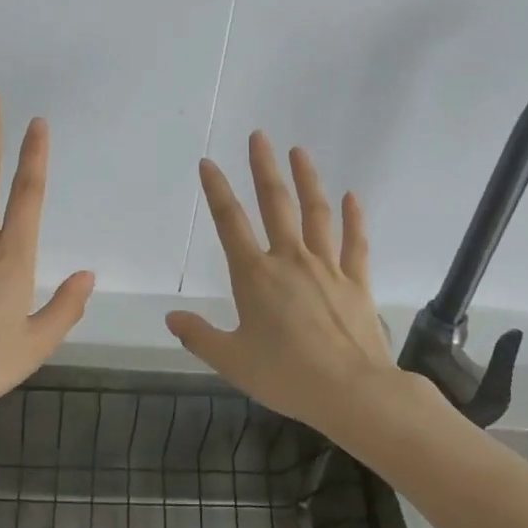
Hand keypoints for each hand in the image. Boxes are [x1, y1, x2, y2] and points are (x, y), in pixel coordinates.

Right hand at [166, 133, 424, 449]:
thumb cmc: (286, 376)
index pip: (230, 223)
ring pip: (316, 213)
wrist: (352, 392)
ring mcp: (327, 267)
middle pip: (275, 204)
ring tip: (299, 151)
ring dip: (307, 180)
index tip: (208, 163)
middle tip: (259, 136)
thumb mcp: (232, 361)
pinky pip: (355, 243)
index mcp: (255, 277)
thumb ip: (199, 336)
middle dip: (264, 168)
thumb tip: (171, 317)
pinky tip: (351, 196)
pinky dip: (354, 218)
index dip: (217, 191)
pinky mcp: (356, 282)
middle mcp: (290, 260)